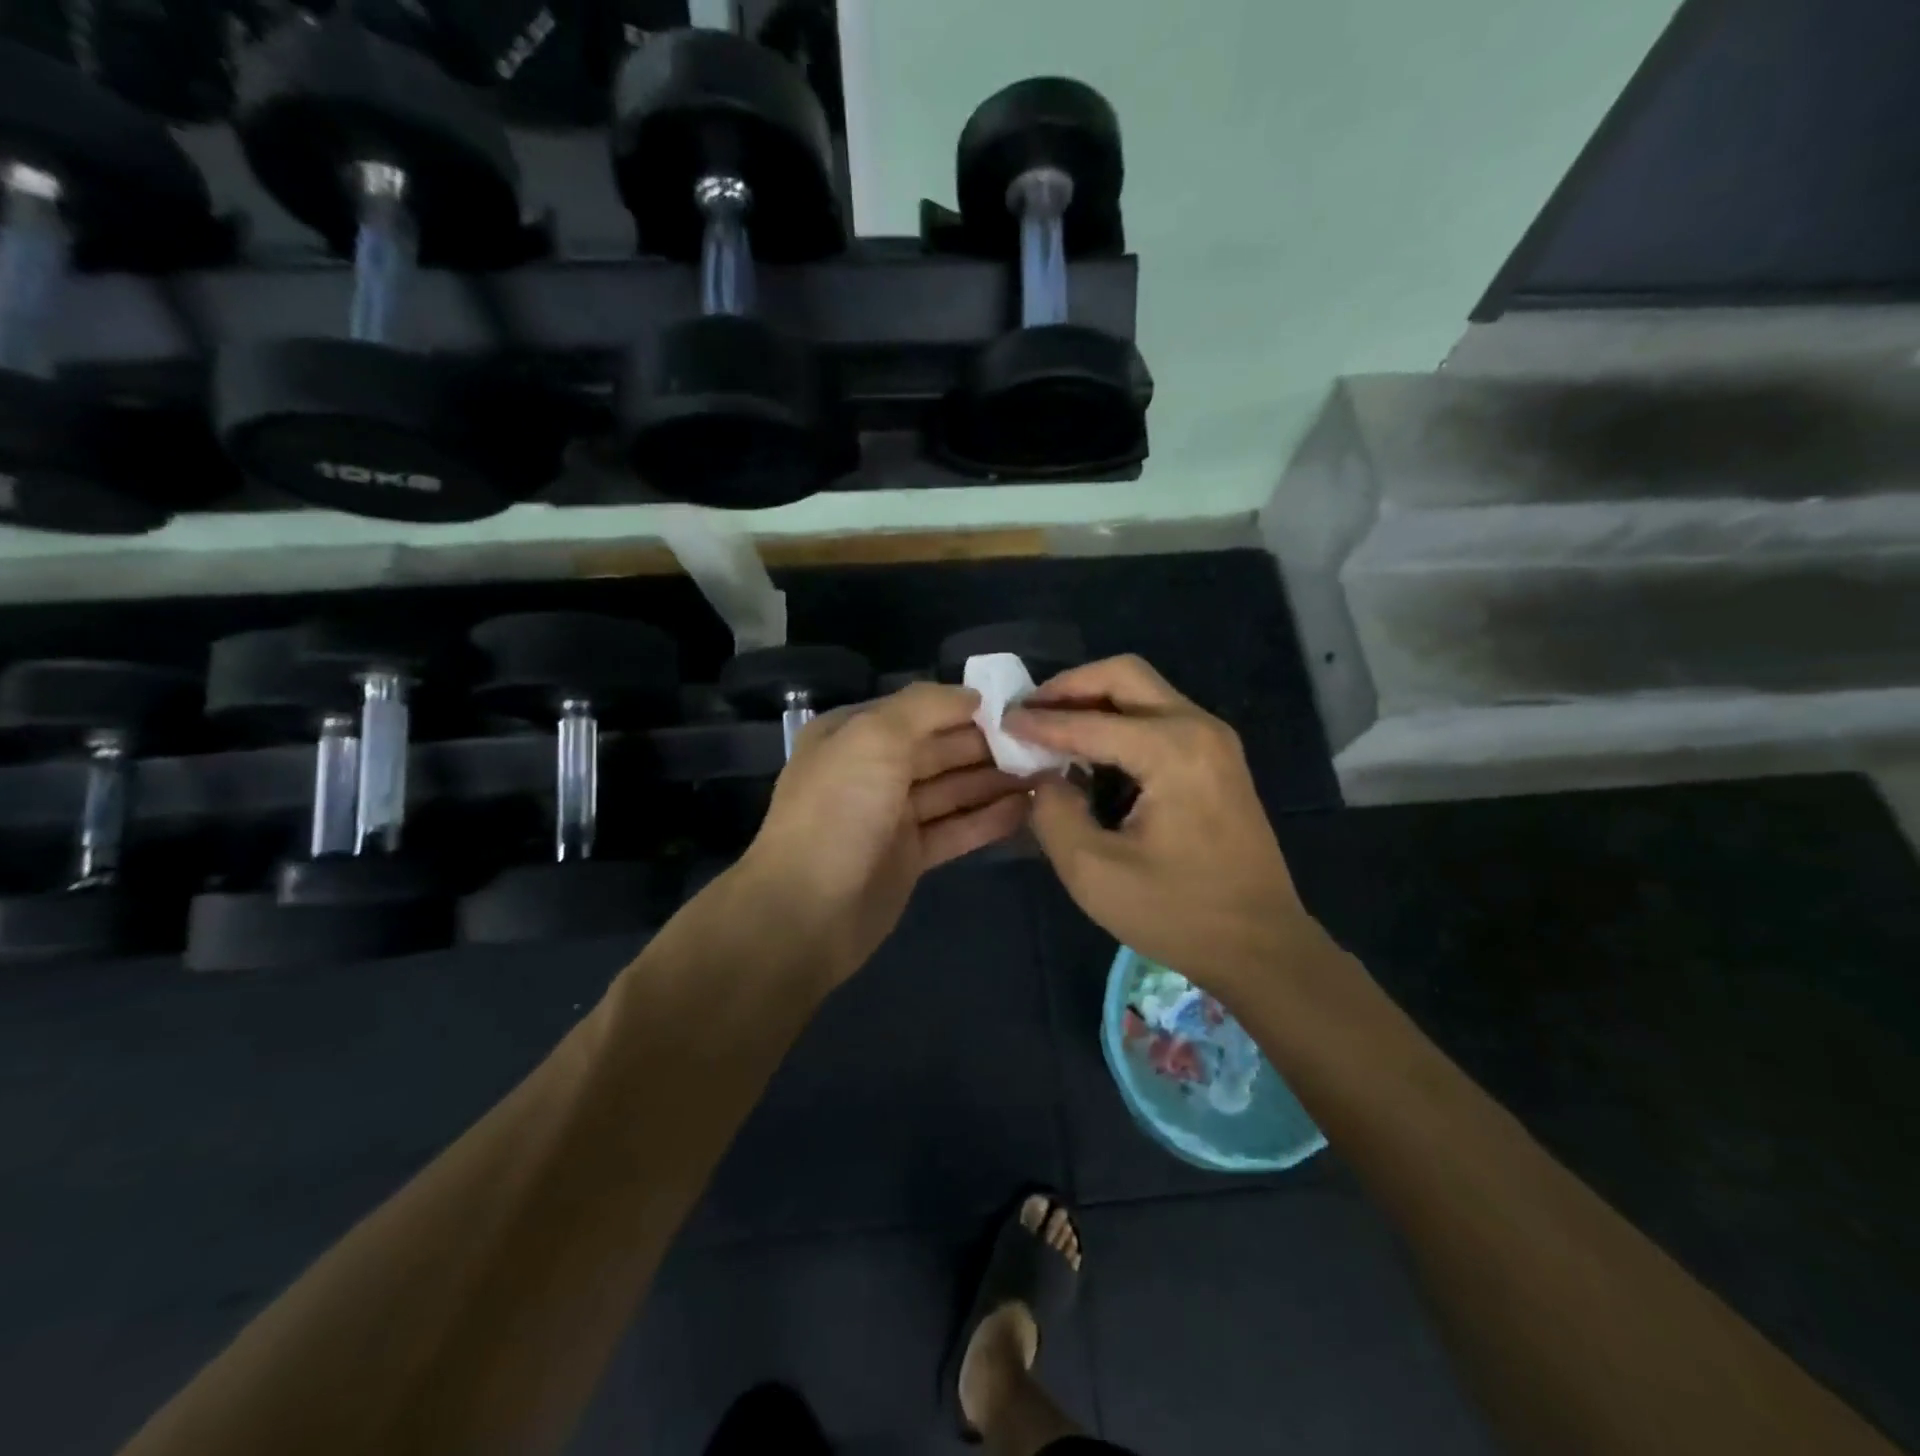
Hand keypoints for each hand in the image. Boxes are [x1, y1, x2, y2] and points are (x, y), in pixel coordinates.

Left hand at [739, 681, 1029, 981]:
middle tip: (1045, 744)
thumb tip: (973, 695)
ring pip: (953, 790)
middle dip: (990, 745)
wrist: (805, 912)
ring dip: (996, 781)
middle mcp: (873, 770)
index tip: (1019, 708)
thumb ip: (924, 707)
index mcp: (854, 735)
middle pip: (941, 749)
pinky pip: (955, 828)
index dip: (968, 707)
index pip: (920, 710)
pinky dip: (988, 819)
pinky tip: (1028, 809)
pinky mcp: (909, 856)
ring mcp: (891, 816)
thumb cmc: (838, 812)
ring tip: (1048, 772)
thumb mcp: (873, 738)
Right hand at [1003, 655, 1320, 994]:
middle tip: (1029, 712)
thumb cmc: (1178, 913)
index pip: (1089, 722)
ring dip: (1094, 701)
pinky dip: (1118, 720)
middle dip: (1070, 687)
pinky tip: (1091, 752)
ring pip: (1143, 691)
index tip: (1000, 723)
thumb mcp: (1094, 872)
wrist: (1261, 946)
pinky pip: (1158, 716)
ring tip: (1051, 729)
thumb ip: (1054, 813)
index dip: (1039, 723)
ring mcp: (1214, 740)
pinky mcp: (1217, 759)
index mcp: (1173, 750)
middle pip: (1124, 675)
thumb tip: (1042, 777)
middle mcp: (1199, 728)